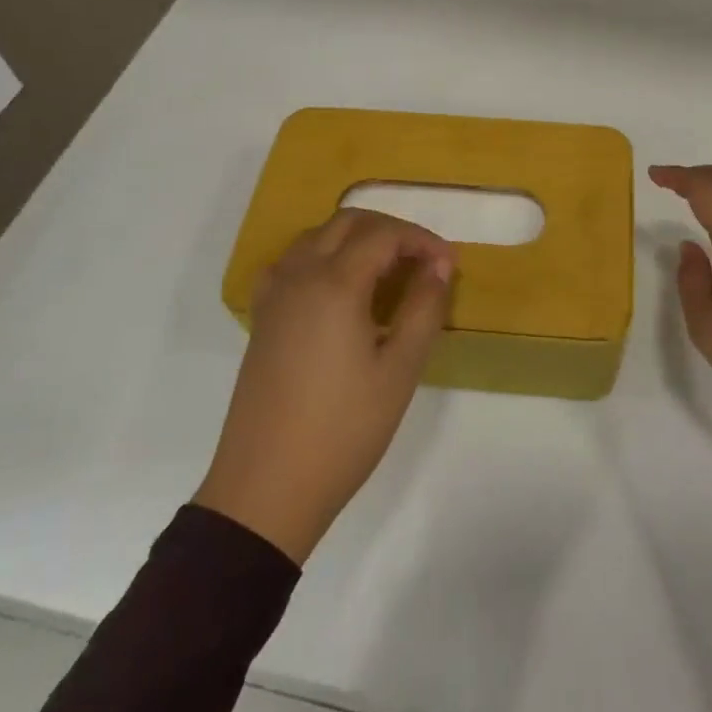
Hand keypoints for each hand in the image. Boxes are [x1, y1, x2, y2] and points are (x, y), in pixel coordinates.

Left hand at [196, 210, 454, 562]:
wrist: (266, 489)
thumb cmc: (343, 430)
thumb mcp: (399, 371)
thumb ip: (424, 308)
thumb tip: (440, 266)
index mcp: (334, 284)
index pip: (383, 235)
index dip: (422, 240)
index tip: (449, 265)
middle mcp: (299, 276)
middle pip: (348, 223)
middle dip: (390, 231)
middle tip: (423, 261)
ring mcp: (274, 296)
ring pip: (317, 237)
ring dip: (356, 239)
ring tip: (388, 271)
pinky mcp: (262, 318)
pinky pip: (292, 262)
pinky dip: (323, 256)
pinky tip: (339, 288)